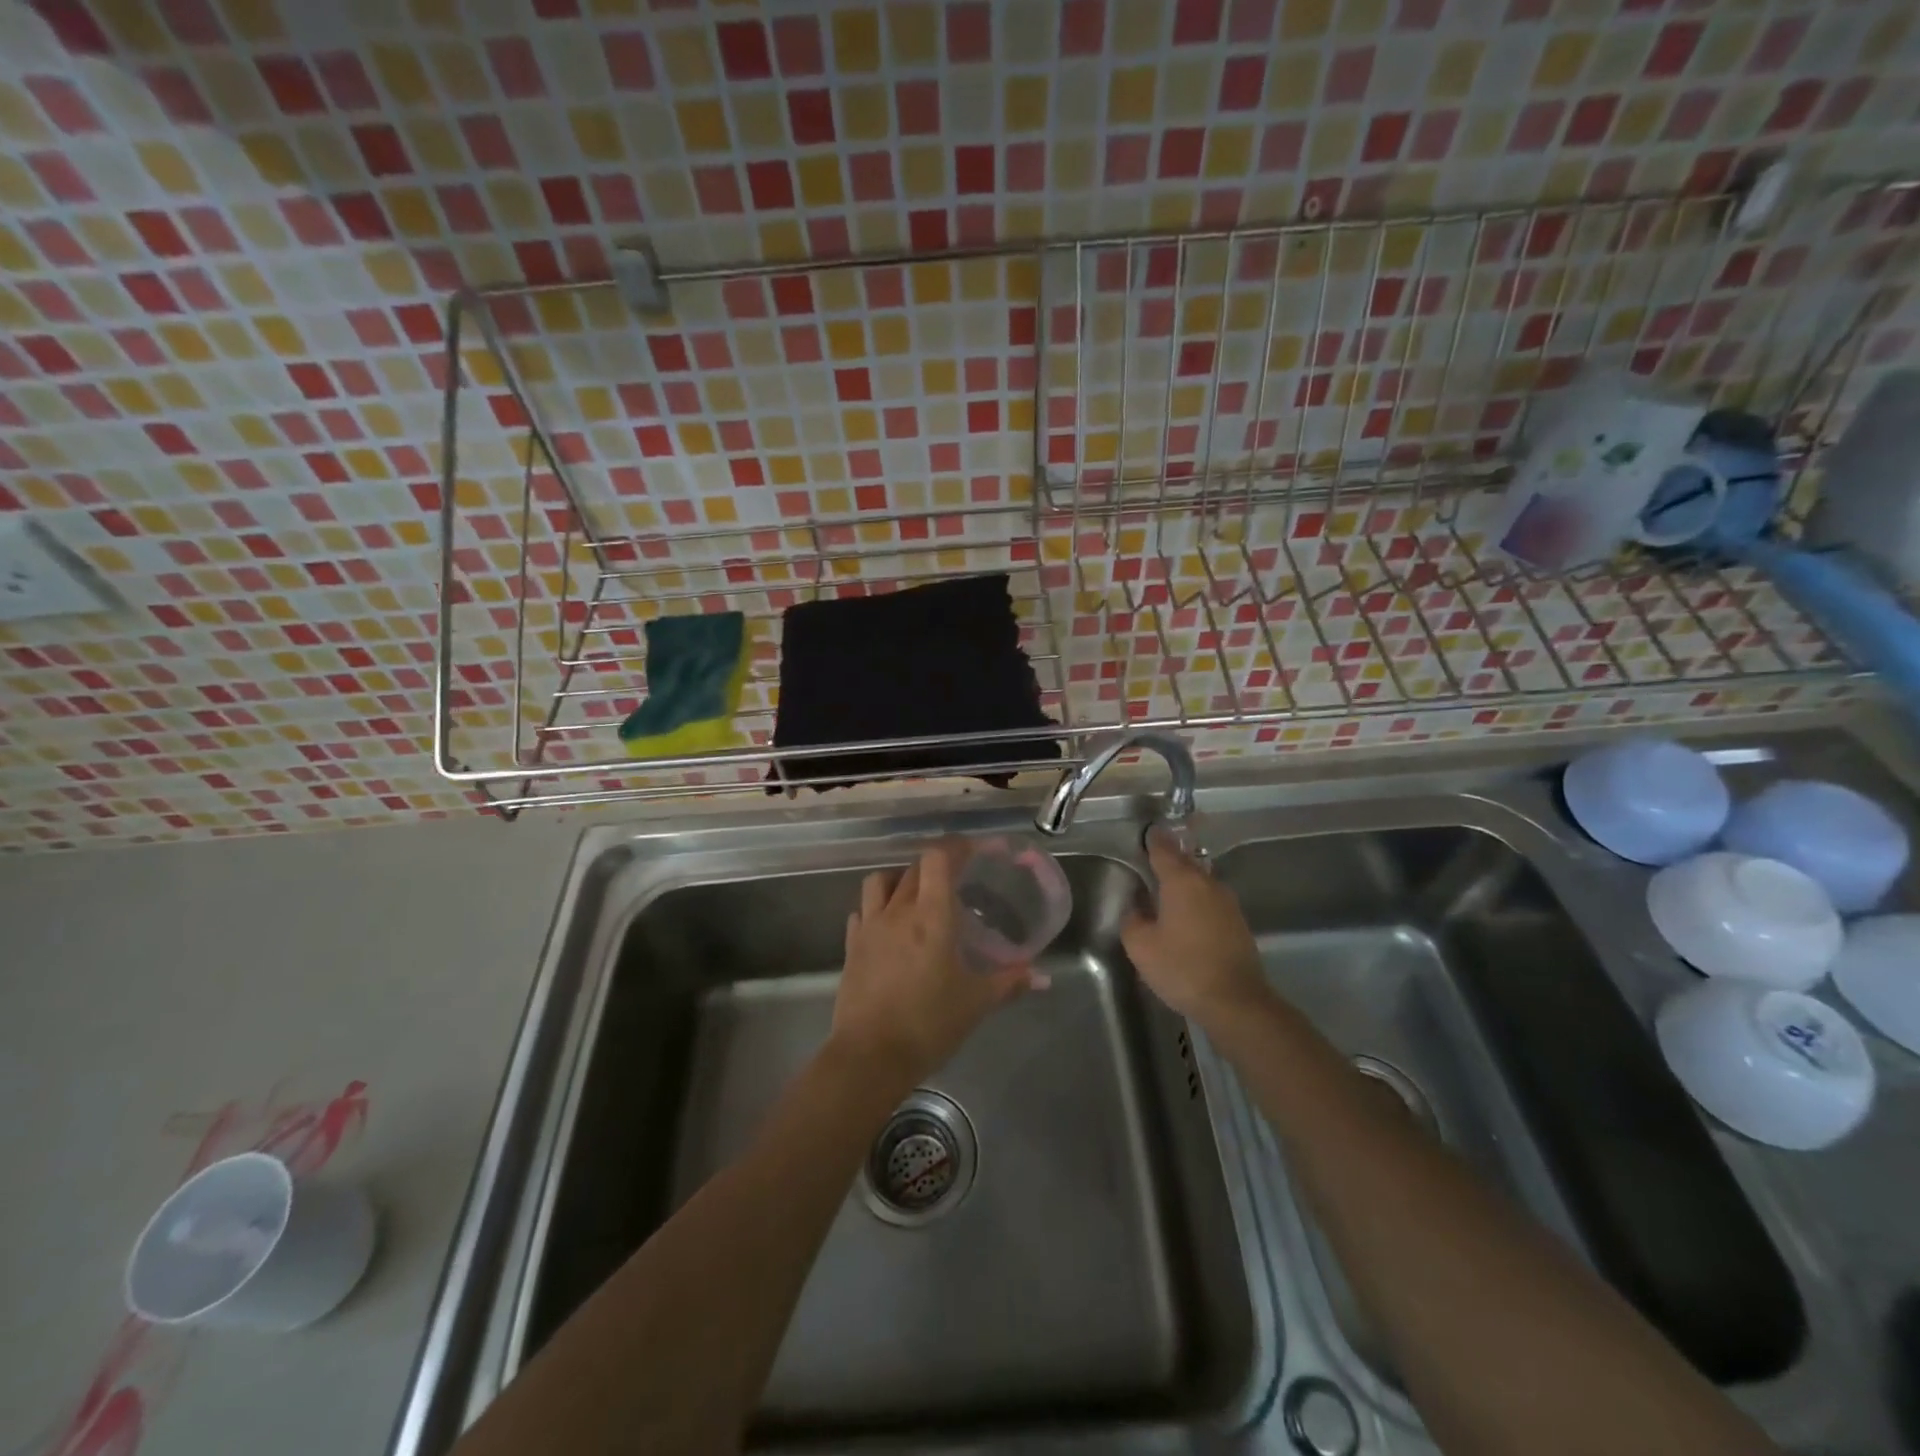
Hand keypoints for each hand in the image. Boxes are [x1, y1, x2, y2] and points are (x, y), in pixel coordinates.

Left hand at [830, 843, 1037, 1091]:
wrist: (870, 1056)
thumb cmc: (929, 1024)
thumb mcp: (976, 1003)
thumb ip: (1010, 982)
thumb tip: (1043, 977)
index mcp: (932, 916)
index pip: (938, 859)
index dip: (956, 847)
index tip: (974, 851)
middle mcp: (899, 911)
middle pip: (915, 868)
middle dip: (937, 864)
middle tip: (957, 876)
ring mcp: (870, 926)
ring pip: (881, 881)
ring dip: (901, 879)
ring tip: (918, 894)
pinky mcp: (851, 946)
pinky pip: (862, 911)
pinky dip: (876, 907)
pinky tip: (888, 925)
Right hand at [1121, 827, 1268, 1023]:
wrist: (1236, 1001)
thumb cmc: (1183, 968)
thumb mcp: (1141, 947)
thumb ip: (1132, 921)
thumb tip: (1136, 908)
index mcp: (1181, 881)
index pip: (1164, 849)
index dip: (1153, 839)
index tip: (1146, 832)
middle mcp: (1207, 883)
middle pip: (1186, 862)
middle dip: (1170, 859)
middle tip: (1152, 860)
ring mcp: (1227, 903)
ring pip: (1201, 881)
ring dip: (1185, 882)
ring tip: (1167, 890)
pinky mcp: (1238, 923)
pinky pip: (1211, 901)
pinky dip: (1197, 901)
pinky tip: (1187, 916)